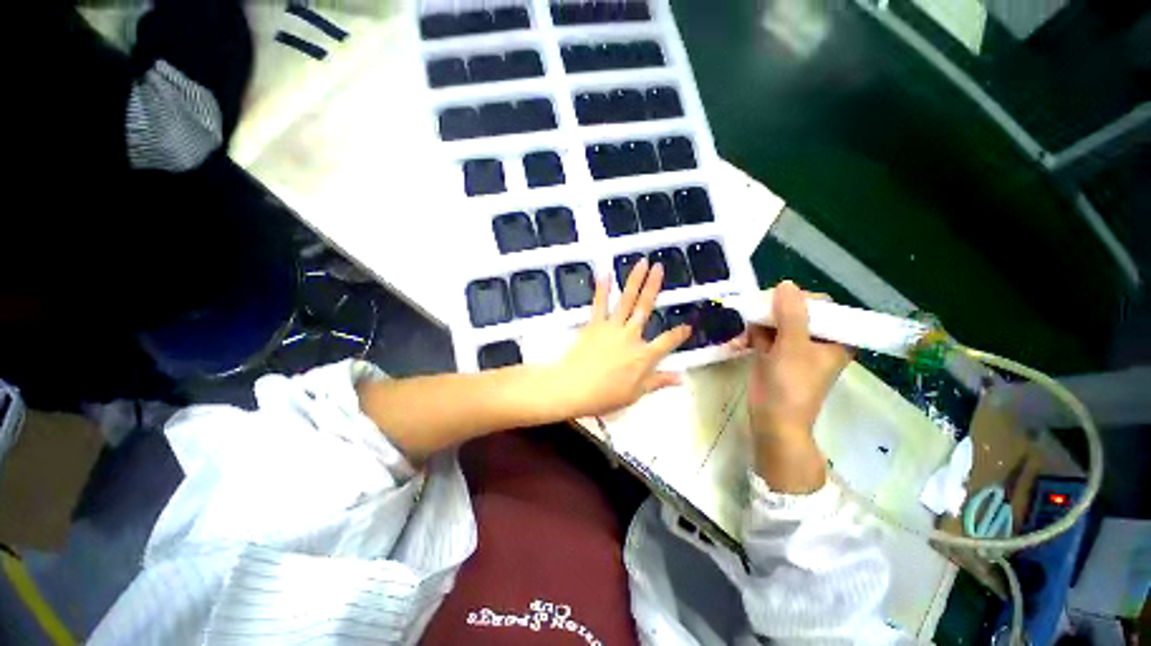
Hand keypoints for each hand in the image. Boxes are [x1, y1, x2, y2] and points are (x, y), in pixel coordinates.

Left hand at [550, 258, 691, 417]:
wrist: (573, 388)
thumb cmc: (605, 395)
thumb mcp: (635, 394)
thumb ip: (658, 382)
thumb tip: (680, 378)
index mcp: (644, 356)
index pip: (668, 342)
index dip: (680, 334)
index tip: (688, 326)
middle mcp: (631, 336)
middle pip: (645, 308)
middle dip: (654, 286)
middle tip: (659, 268)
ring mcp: (612, 327)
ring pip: (626, 300)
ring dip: (634, 280)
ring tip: (642, 262)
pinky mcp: (594, 325)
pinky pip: (599, 304)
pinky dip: (602, 288)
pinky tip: (605, 273)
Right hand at [728, 281, 850, 490]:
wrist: (773, 419)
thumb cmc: (791, 384)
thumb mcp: (793, 346)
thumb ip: (791, 314)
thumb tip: (786, 284)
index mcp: (834, 339)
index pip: (823, 306)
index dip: (801, 300)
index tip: (778, 302)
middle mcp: (815, 340)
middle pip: (796, 312)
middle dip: (773, 313)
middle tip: (756, 314)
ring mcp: (793, 347)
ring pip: (776, 322)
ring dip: (759, 325)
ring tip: (746, 335)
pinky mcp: (774, 355)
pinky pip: (763, 336)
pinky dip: (752, 336)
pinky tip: (740, 343)